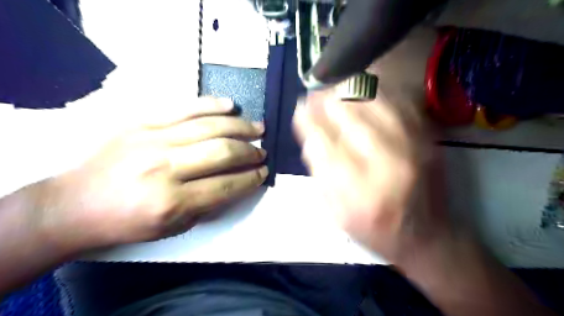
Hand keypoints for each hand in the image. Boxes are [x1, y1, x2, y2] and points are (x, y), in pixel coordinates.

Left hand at [35, 98, 267, 251]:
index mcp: (172, 202)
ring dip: (240, 127)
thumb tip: (238, 182)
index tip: (263, 172)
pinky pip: (184, 108)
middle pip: (222, 152)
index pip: (226, 185)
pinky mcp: (142, 123)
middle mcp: (164, 168)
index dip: (251, 178)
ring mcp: (152, 140)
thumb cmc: (127, 222)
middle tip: (262, 152)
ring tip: (257, 128)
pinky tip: (231, 105)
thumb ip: (210, 204)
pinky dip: (211, 105)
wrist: (75, 204)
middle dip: (250, 152)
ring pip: (208, 126)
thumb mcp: (173, 227)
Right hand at [293, 89, 441, 261]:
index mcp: (358, 189)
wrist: (428, 236)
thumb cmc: (375, 229)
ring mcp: (412, 146)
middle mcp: (386, 163)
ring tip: (334, 90)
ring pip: (374, 102)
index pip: (325, 142)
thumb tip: (310, 137)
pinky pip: (398, 102)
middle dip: (325, 101)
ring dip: (348, 92)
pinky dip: (376, 93)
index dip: (308, 121)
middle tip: (314, 95)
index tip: (299, 108)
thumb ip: (320, 175)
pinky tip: (362, 93)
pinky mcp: (428, 138)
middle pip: (349, 115)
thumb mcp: (336, 213)